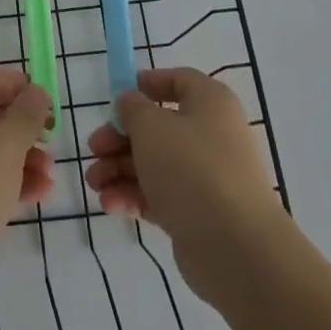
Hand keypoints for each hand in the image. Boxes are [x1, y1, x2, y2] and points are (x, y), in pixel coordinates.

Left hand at [0, 69, 53, 326]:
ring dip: (19, 159)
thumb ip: (26, 115)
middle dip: (22, 129)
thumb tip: (36, 92)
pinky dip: (3, 183)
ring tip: (51, 175)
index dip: (17, 87)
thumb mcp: (5, 147)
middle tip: (54, 138)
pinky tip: (38, 195)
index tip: (49, 98)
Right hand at [84, 68, 287, 305]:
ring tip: (94, 183)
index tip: (114, 99)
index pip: (177, 81)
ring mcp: (206, 176)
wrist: (236, 248)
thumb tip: (130, 103)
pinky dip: (134, 195)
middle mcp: (211, 134)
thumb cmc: (191, 169)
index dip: (144, 85)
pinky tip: (110, 204)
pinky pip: (161, 194)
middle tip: (94, 149)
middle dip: (120, 137)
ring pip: (155, 163)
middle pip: (158, 127)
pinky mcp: (198, 212)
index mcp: (210, 102)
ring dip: (120, 169)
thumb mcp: (151, 127)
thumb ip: (132, 108)